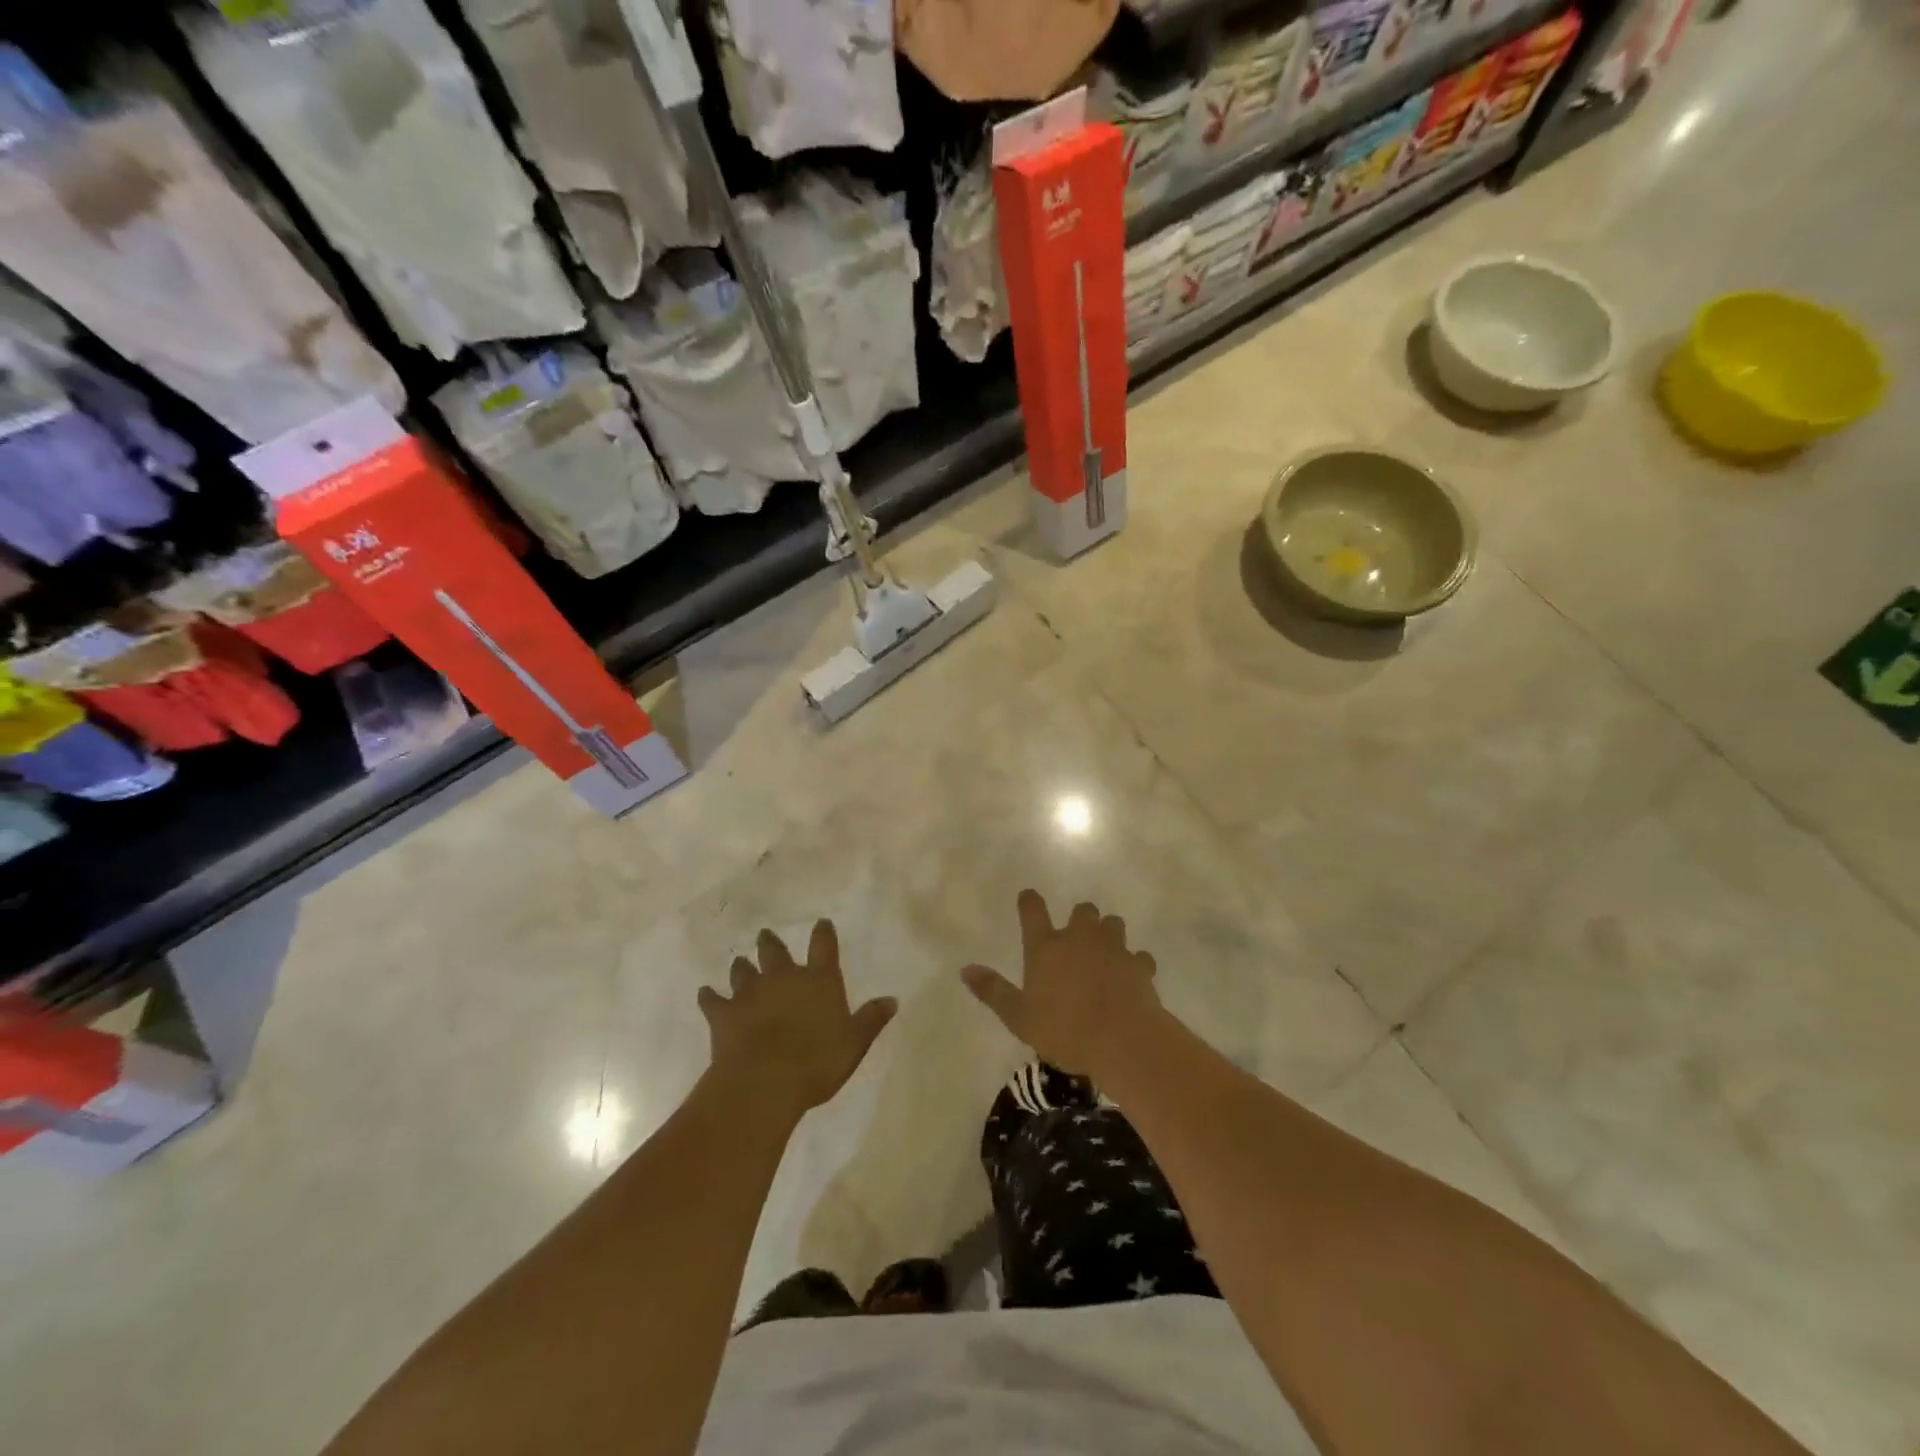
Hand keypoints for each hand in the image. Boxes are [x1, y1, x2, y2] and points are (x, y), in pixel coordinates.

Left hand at [699, 921, 895, 1117]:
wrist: (765, 1081)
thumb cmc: (817, 1061)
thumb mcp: (854, 1043)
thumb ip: (871, 1019)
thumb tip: (892, 1000)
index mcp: (819, 980)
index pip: (823, 947)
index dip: (823, 933)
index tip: (822, 923)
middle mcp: (784, 978)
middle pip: (775, 952)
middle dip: (770, 942)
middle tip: (765, 935)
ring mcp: (750, 993)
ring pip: (743, 971)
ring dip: (742, 967)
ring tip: (739, 963)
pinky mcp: (723, 1014)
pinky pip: (713, 999)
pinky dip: (710, 996)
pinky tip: (706, 994)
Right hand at [960, 891, 1160, 1078]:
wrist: (1122, 1040)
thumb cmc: (1063, 1030)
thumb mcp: (1019, 1017)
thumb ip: (993, 991)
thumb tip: (965, 969)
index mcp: (1046, 947)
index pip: (1032, 911)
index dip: (1029, 901)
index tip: (1028, 897)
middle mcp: (1079, 938)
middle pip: (1082, 910)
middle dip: (1080, 918)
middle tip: (1077, 938)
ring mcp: (1113, 948)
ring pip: (1113, 924)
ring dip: (1108, 933)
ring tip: (1105, 953)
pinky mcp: (1139, 965)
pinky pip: (1138, 956)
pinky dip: (1135, 964)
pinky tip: (1131, 978)